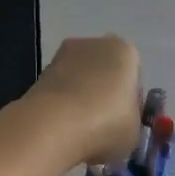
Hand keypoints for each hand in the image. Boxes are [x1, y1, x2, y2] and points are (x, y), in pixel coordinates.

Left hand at [26, 35, 142, 168]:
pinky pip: (59, 90)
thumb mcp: (135, 131)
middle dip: (104, 93)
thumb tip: (120, 124)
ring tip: (80, 130)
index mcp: (125, 52)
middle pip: (104, 71)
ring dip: (81, 97)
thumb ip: (131, 120)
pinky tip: (61, 127)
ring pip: (80, 79)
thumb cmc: (106, 124)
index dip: (130, 99)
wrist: (53, 126)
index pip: (134, 74)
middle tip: (104, 126)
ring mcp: (62, 55)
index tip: (125, 121)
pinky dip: (61, 104)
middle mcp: (94, 44)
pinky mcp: (39, 73)